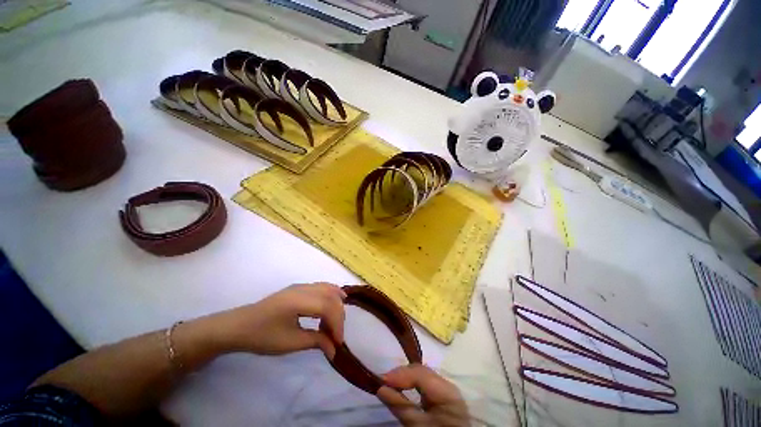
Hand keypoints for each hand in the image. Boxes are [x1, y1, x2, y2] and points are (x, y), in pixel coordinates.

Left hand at [215, 283, 345, 358]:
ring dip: (336, 304)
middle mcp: (303, 288)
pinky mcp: (299, 288)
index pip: (327, 307)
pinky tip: (335, 302)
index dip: (337, 323)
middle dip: (339, 315)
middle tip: (337, 335)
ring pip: (328, 289)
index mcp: (299, 300)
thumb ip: (315, 341)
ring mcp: (301, 286)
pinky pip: (321, 287)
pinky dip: (331, 295)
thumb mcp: (289, 343)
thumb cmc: (262, 336)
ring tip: (338, 320)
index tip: (338, 342)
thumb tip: (334, 349)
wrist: (239, 326)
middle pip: (331, 296)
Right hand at [377, 364, 469, 426]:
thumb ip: (401, 407)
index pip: (419, 372)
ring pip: (420, 375)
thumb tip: (380, 388)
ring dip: (403, 378)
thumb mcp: (419, 426)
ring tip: (387, 384)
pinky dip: (410, 384)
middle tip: (381, 382)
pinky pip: (423, 383)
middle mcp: (446, 383)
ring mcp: (444, 388)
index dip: (399, 374)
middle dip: (400, 375)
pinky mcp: (440, 395)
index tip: (380, 380)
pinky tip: (400, 387)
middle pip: (420, 371)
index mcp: (446, 390)